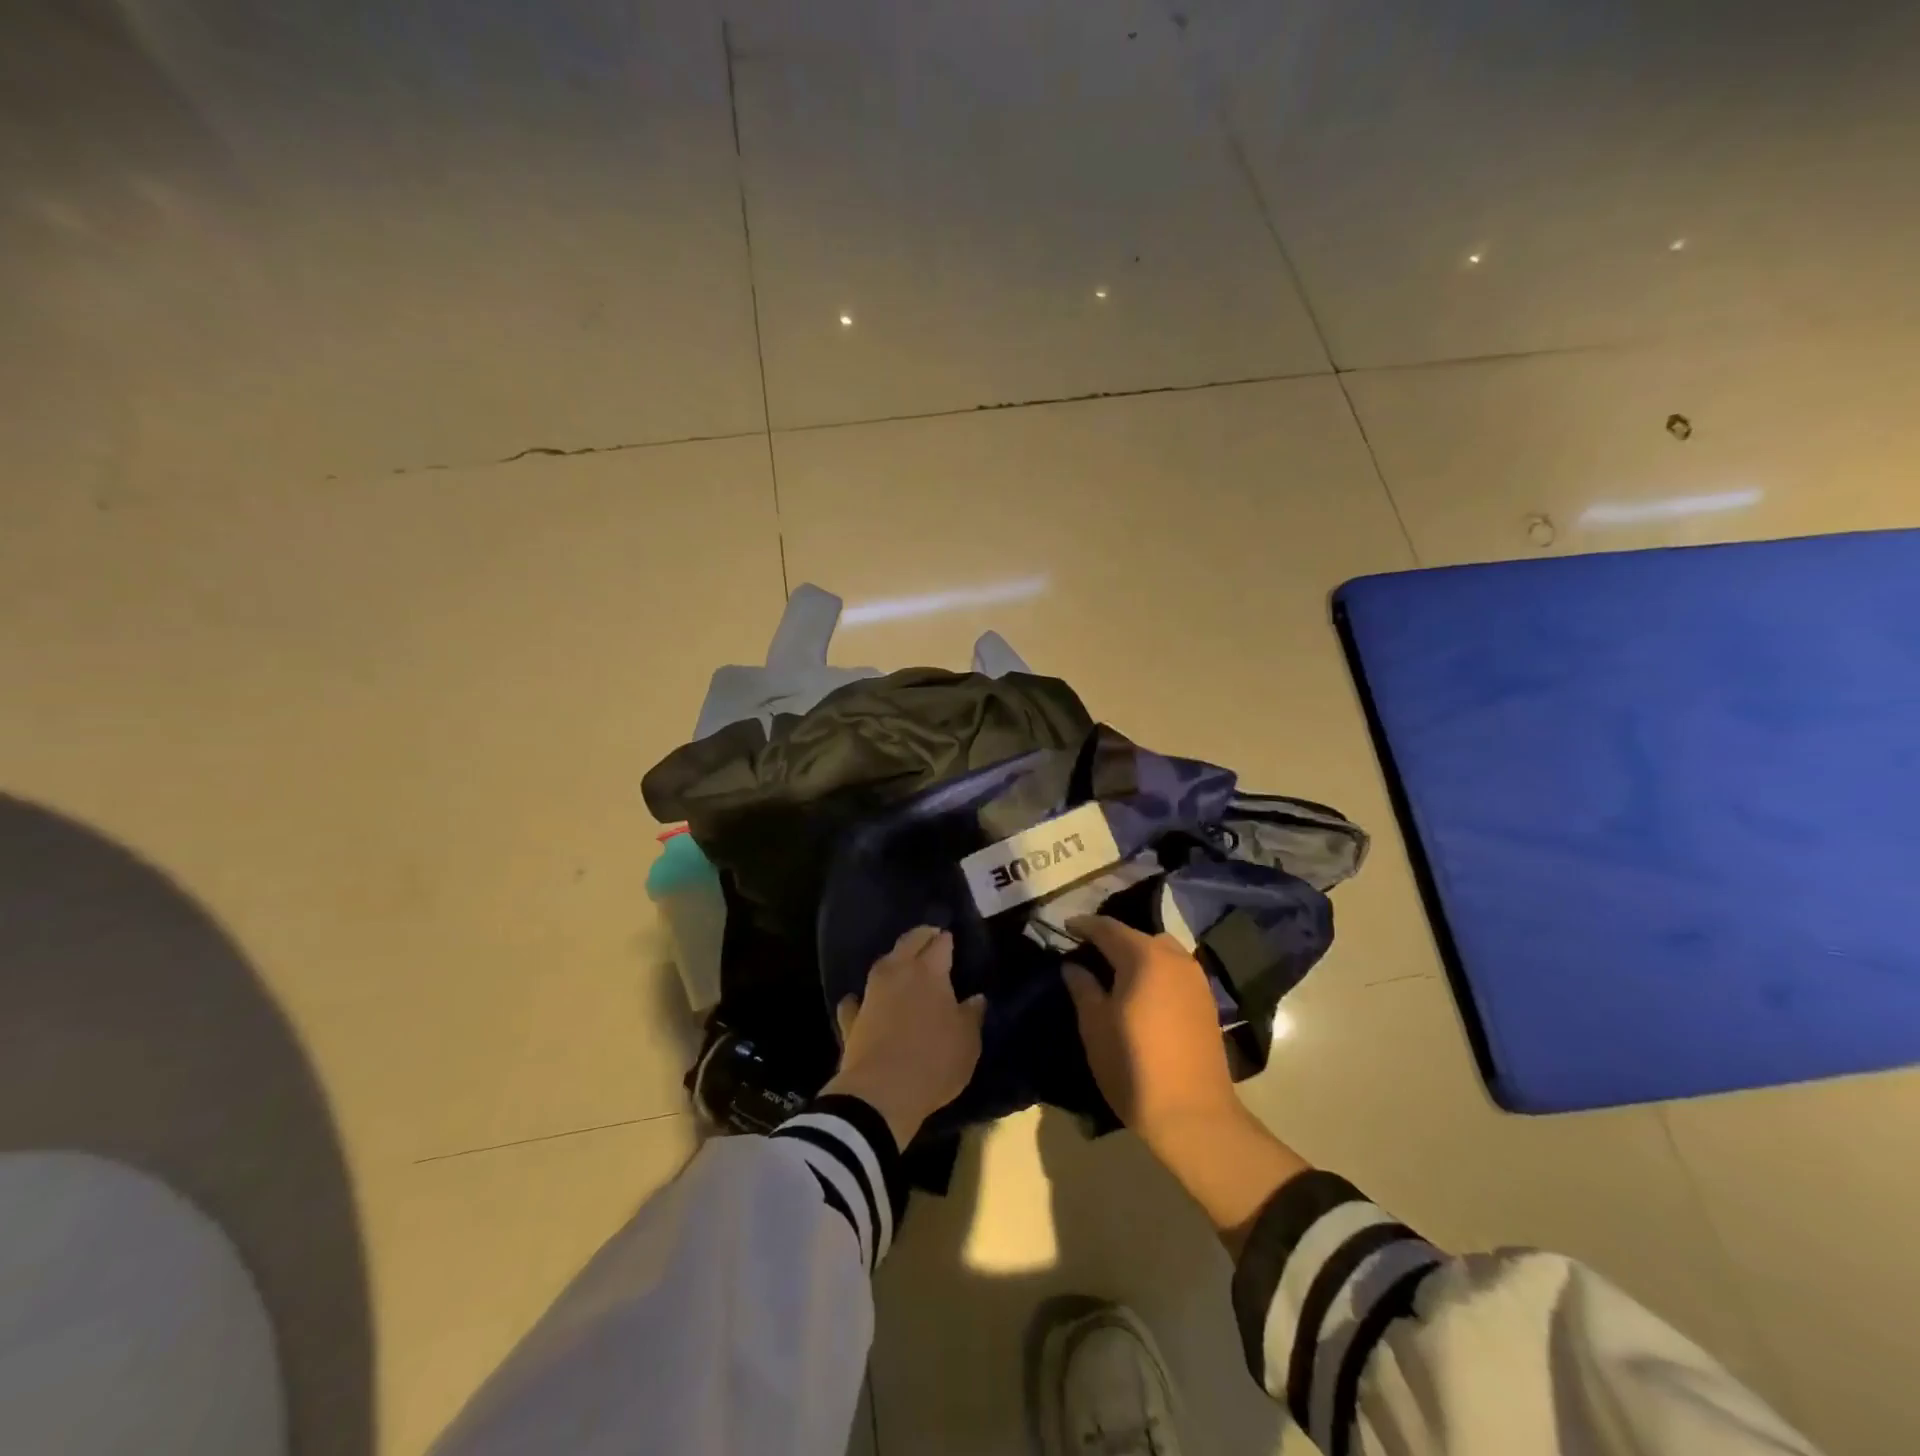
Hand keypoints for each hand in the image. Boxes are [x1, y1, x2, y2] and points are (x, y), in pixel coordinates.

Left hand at [822, 926, 986, 1148]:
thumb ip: (972, 1015)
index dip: (947, 939)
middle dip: (921, 937)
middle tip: (931, 937)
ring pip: (882, 964)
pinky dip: (862, 999)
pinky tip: (864, 1003)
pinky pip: (857, 1000)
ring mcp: (870, 994)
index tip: (953, 940)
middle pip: (909, 942)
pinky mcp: (851, 1019)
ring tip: (904, 967)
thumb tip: (976, 998)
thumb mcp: (967, 1042)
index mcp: (929, 972)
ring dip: (894, 962)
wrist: (879, 1094)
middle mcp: (897, 972)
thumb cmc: (933, 1062)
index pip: (940, 943)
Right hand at [1062, 915, 1308, 1251]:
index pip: (1108, 928)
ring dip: (1136, 953)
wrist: (1193, 1115)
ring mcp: (1196, 979)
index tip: (1065, 927)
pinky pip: (1174, 970)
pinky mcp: (1206, 1001)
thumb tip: (1073, 965)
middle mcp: (1174, 958)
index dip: (1084, 925)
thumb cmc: (1133, 1066)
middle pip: (1137, 936)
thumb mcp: (1094, 1026)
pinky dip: (1155, 970)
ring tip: (1114, 972)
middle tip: (1087, 952)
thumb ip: (1082, 987)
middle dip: (1111, 938)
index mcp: (1144, 957)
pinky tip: (1142, 991)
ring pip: (1160, 951)